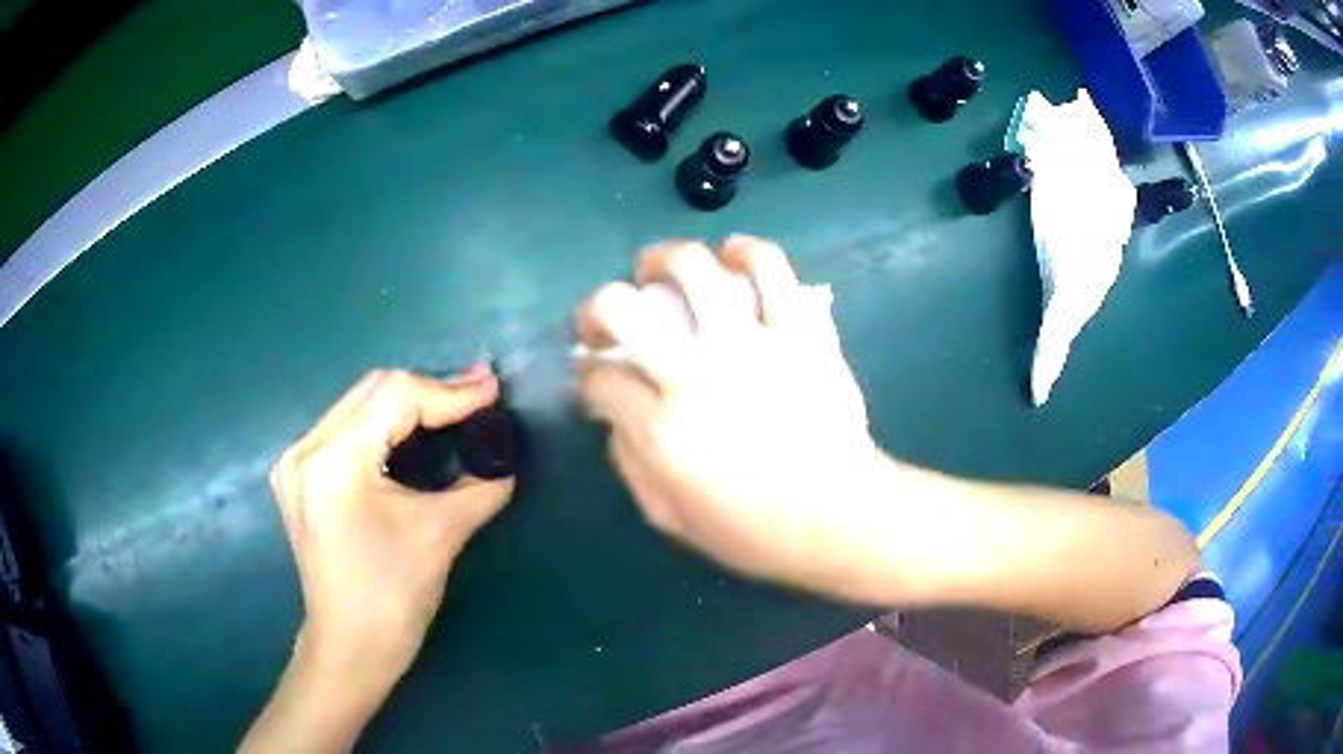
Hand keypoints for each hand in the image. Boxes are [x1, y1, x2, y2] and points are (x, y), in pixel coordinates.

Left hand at [269, 365, 513, 688]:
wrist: (351, 647)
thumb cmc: (393, 598)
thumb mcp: (441, 534)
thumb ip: (479, 486)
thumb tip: (504, 458)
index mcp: (334, 461)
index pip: (396, 398)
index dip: (449, 391)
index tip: (493, 390)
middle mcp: (306, 449)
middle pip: (373, 391)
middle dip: (430, 390)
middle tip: (479, 391)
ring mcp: (296, 462)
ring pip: (359, 405)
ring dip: (408, 403)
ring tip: (455, 404)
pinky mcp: (301, 477)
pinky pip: (347, 429)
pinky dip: (385, 424)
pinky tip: (413, 431)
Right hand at [576, 236, 880, 594]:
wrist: (841, 517)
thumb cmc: (754, 531)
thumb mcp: (671, 518)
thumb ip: (630, 463)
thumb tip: (612, 414)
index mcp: (662, 429)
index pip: (600, 379)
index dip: (588, 377)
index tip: (598, 380)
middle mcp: (698, 374)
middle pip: (620, 306)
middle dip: (598, 306)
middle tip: (610, 316)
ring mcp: (754, 345)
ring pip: (696, 268)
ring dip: (665, 258)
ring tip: (663, 269)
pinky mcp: (801, 332)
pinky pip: (773, 269)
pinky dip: (747, 251)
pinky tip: (733, 256)